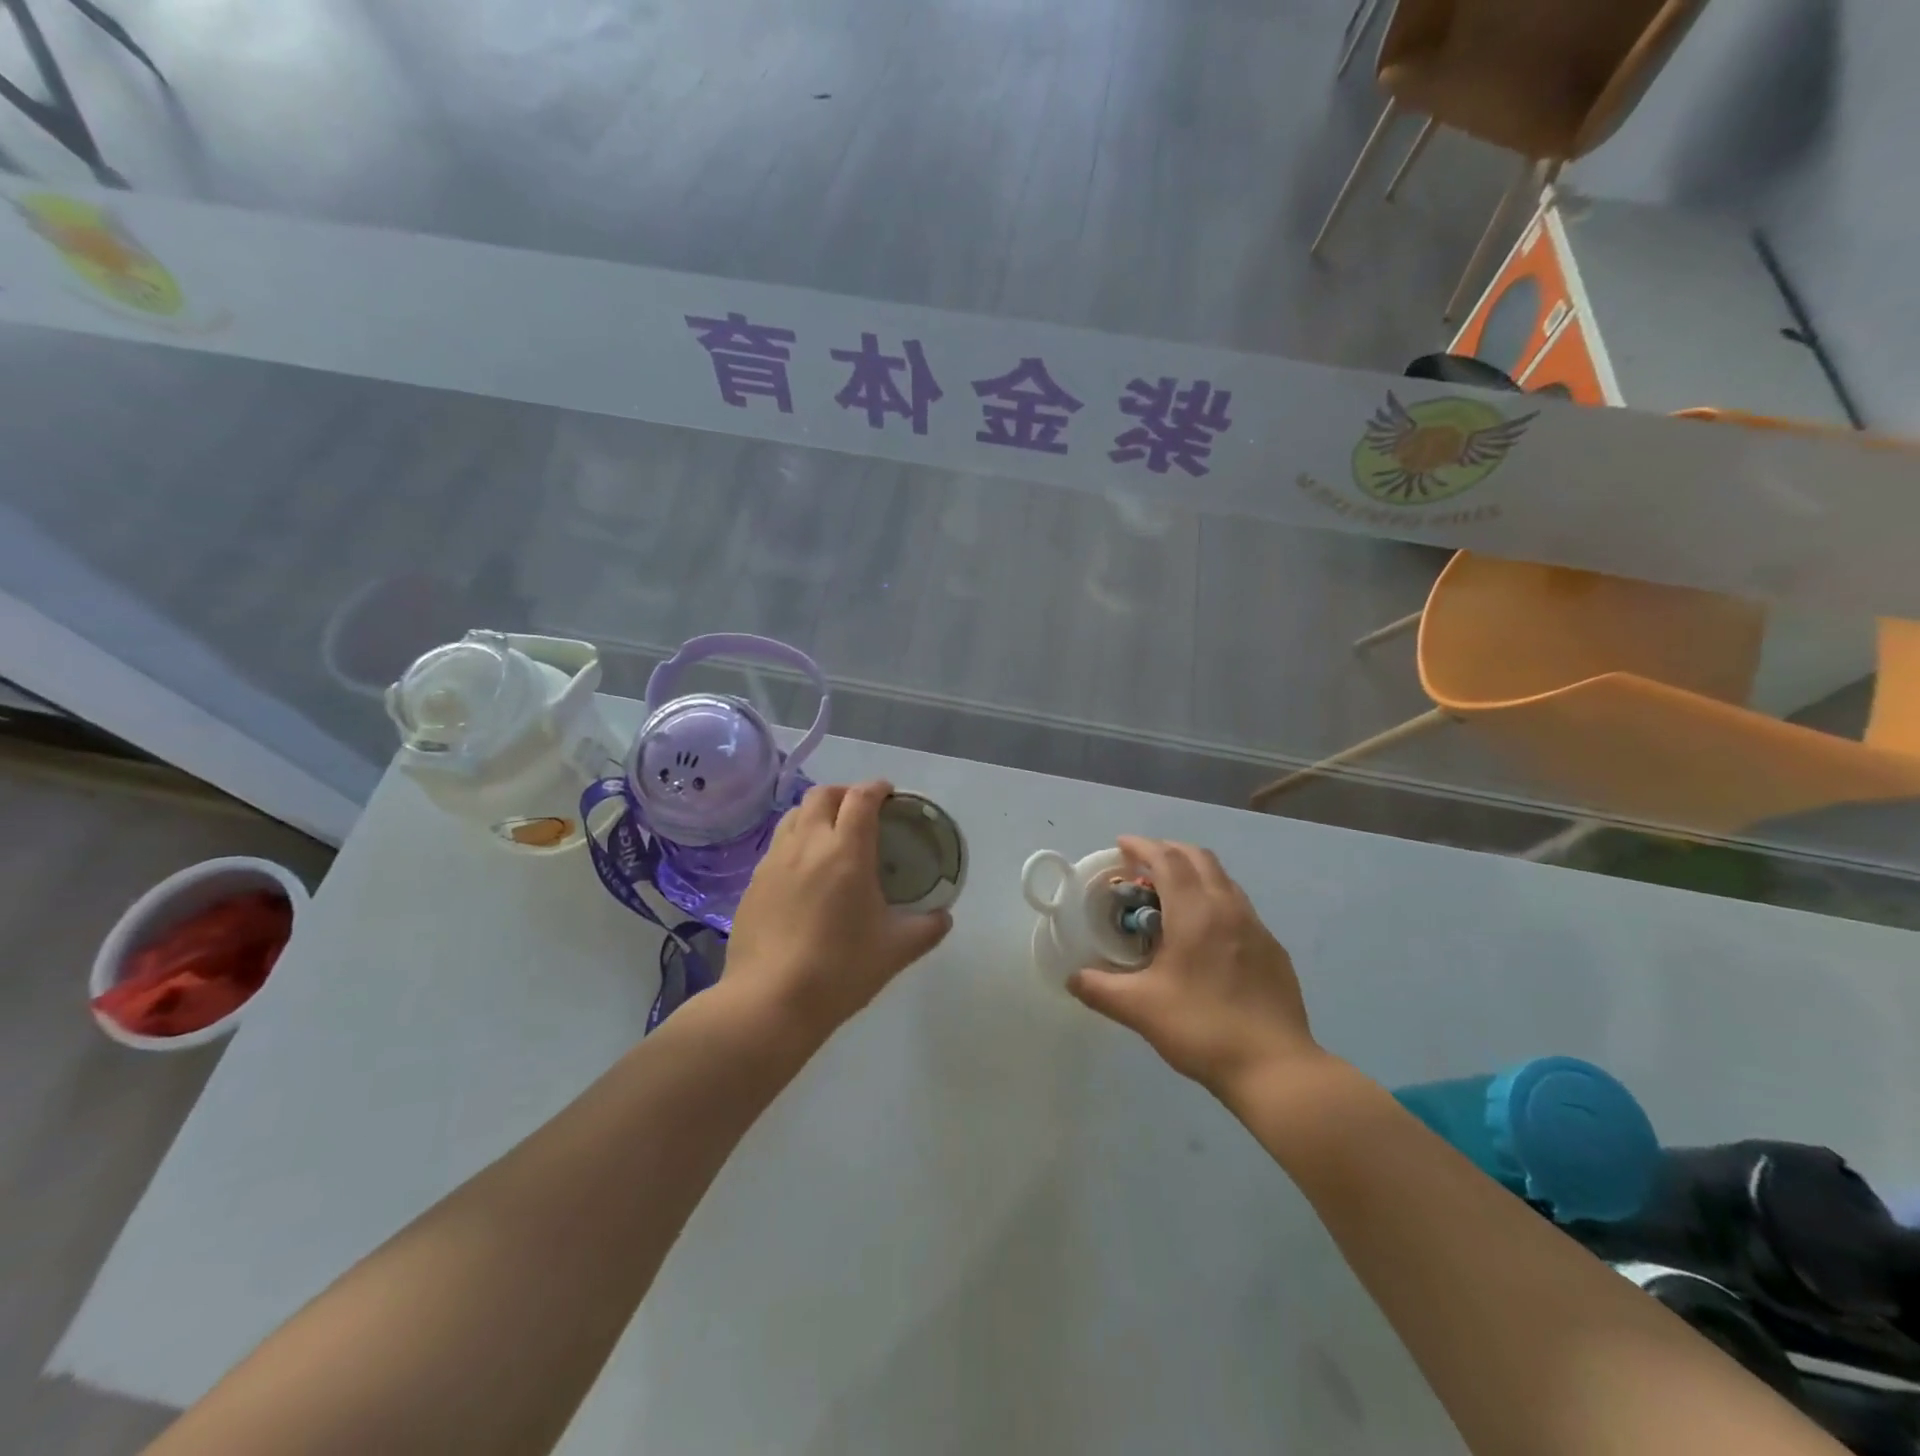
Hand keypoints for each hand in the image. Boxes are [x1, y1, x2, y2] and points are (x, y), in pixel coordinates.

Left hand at [725, 781, 952, 1038]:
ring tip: (830, 834)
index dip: (877, 788)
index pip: (861, 798)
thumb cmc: (840, 970)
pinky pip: (777, 846)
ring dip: (815, 813)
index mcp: (846, 851)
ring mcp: (774, 862)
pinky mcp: (752, 883)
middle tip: (861, 811)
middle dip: (844, 793)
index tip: (889, 793)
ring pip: (793, 816)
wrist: (769, 1002)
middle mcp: (807, 845)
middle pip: (822, 795)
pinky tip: (804, 872)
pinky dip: (795, 842)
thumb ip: (926, 928)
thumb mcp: (896, 951)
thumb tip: (943, 917)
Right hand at [1068, 837, 1321, 1097]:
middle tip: (1142, 865)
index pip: (1167, 859)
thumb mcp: (1140, 1008)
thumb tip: (1071, 978)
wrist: (1276, 1068)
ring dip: (1194, 873)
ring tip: (1171, 895)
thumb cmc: (1202, 1028)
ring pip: (1223, 880)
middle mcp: (1228, 907)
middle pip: (1198, 858)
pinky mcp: (1273, 950)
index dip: (1142, 846)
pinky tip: (1205, 934)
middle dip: (1169, 851)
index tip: (1121, 845)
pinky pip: (1239, 907)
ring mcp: (1257, 927)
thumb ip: (1100, 988)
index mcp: (1195, 912)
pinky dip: (1215, 900)